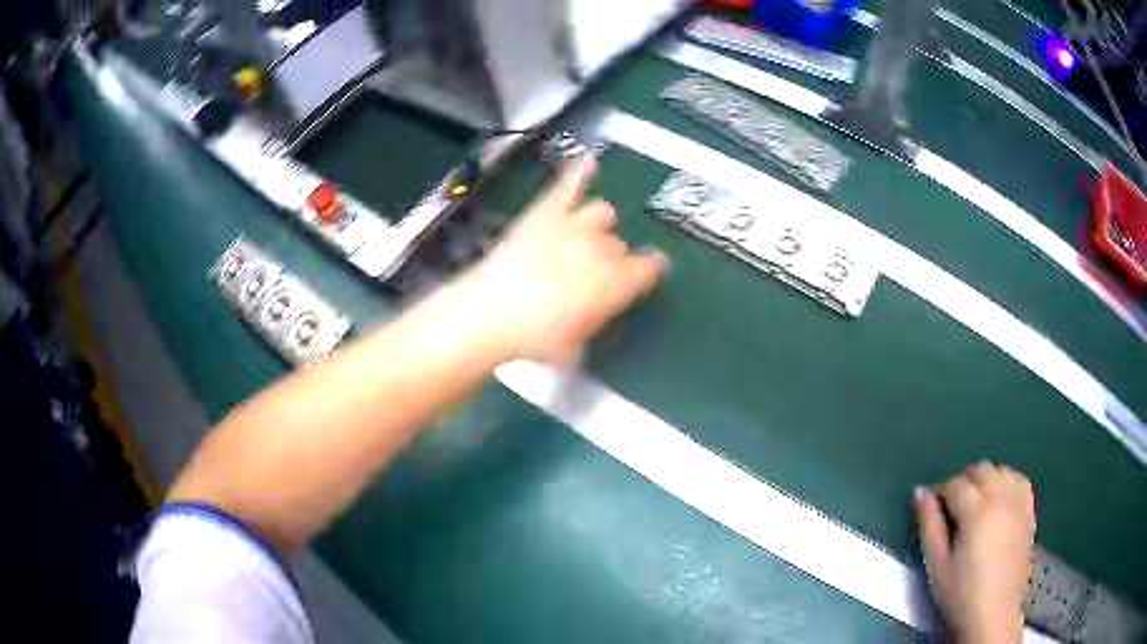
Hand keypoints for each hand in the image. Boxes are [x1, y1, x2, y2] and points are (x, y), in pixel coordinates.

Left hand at [449, 155, 666, 363]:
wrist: (491, 312)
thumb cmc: (535, 338)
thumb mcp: (576, 343)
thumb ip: (597, 316)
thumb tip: (598, 307)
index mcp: (618, 282)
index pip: (649, 269)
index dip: (650, 271)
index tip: (649, 272)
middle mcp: (603, 249)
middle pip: (619, 246)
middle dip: (611, 257)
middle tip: (589, 275)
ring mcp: (575, 225)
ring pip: (603, 213)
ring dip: (597, 224)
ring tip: (583, 236)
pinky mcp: (545, 212)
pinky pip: (568, 184)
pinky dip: (578, 171)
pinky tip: (587, 161)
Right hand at [915, 462, 1035, 643]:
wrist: (994, 612)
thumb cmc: (960, 593)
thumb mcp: (936, 565)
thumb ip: (929, 526)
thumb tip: (920, 492)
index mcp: (977, 512)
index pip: (955, 485)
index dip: (939, 491)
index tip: (930, 507)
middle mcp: (1001, 498)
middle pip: (981, 470)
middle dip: (962, 482)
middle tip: (951, 507)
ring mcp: (1019, 503)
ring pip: (1001, 471)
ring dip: (986, 480)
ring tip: (975, 503)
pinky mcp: (1029, 512)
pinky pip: (1020, 481)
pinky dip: (1007, 482)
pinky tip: (999, 500)